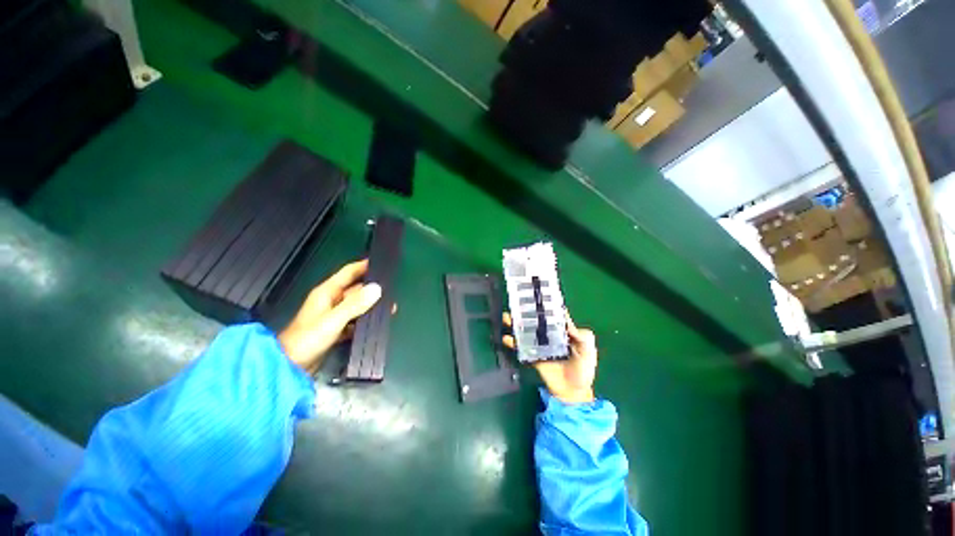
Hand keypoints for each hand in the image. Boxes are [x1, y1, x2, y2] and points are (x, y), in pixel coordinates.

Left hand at [278, 260, 381, 373]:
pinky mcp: (336, 330)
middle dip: (373, 289)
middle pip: (356, 290)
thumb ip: (355, 304)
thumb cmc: (308, 339)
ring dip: (371, 307)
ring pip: (357, 306)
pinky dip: (365, 321)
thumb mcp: (333, 320)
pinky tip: (377, 324)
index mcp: (327, 292)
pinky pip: (355, 321)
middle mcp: (331, 301)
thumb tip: (377, 288)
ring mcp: (333, 316)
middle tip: (393, 290)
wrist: (290, 367)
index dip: (364, 265)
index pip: (348, 272)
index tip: (382, 262)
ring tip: (391, 307)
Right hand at [503, 311, 596, 403]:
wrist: (573, 393)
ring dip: (516, 324)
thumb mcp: (589, 352)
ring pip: (526, 331)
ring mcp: (540, 345)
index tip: (536, 296)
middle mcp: (550, 335)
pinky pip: (522, 347)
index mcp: (563, 332)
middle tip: (516, 305)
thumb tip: (567, 322)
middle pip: (536, 321)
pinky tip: (506, 338)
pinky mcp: (533, 356)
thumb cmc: (583, 370)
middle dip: (526, 313)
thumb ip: (584, 337)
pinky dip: (514, 343)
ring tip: (507, 317)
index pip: (553, 316)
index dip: (546, 306)